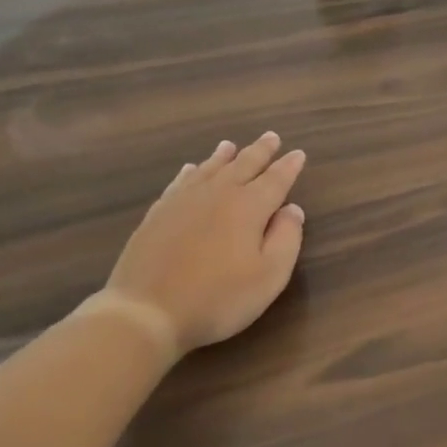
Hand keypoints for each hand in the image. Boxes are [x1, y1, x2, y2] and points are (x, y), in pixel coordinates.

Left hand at [95, 132, 305, 357]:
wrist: (147, 310)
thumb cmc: (218, 298)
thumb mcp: (269, 276)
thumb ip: (286, 239)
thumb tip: (292, 209)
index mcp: (248, 207)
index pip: (275, 180)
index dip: (288, 167)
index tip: (298, 153)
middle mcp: (216, 194)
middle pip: (242, 166)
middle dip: (260, 151)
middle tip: (271, 137)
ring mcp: (182, 201)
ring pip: (209, 169)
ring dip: (223, 156)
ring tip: (230, 145)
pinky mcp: (157, 214)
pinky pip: (180, 182)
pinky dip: (190, 172)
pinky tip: (190, 170)